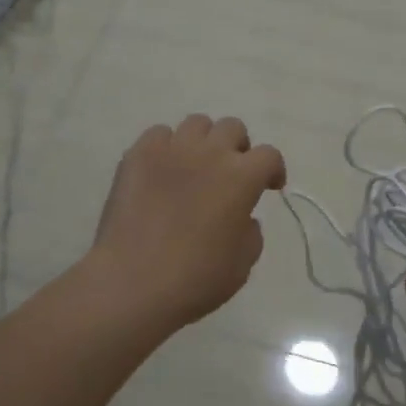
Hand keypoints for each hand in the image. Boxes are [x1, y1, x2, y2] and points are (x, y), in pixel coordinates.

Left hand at [86, 115, 287, 330]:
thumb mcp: (243, 262)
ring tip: (195, 167)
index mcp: (242, 177)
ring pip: (196, 124)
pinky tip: (162, 171)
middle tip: (230, 174)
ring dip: (203, 142)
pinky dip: (166, 147)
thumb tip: (242, 216)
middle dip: (237, 148)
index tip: (269, 187)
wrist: (132, 282)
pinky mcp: (138, 155)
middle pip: (232, 128)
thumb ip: (250, 230)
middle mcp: (210, 152)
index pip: (269, 155)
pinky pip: (158, 134)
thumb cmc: (196, 278)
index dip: (273, 170)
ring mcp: (171, 149)